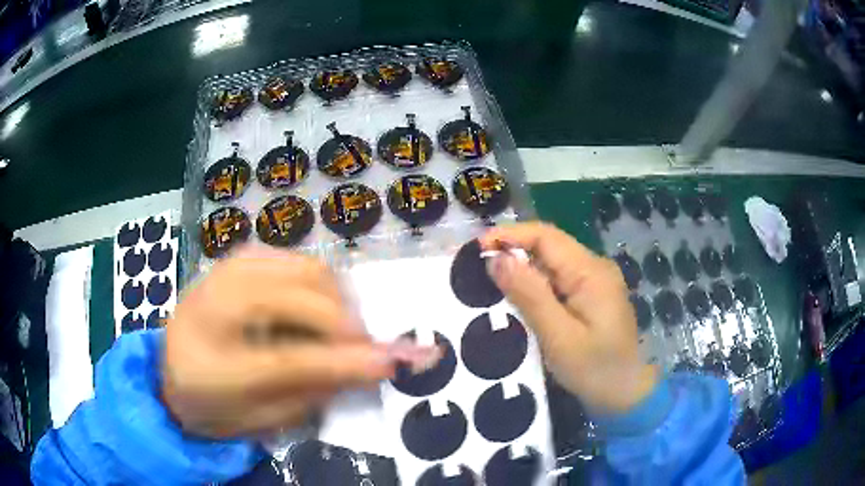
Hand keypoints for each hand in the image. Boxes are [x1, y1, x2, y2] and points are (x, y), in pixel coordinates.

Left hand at [162, 246, 394, 437]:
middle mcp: (222, 295)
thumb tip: (370, 367)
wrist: (167, 368)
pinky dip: (320, 285)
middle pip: (309, 296)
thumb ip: (311, 394)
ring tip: (336, 333)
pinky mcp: (243, 256)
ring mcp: (233, 266)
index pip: (295, 358)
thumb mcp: (259, 417)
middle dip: (348, 325)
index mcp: (214, 351)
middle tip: (360, 352)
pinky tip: (312, 311)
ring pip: (312, 269)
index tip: (395, 362)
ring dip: (338, 302)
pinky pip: (300, 261)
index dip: (349, 360)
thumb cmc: (210, 401)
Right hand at [479, 223, 657, 412]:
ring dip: (520, 269)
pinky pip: (556, 281)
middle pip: (548, 246)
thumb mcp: (559, 338)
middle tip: (475, 269)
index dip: (509, 235)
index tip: (475, 249)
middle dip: (511, 251)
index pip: (545, 236)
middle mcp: (594, 268)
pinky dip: (533, 286)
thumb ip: (530, 296)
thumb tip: (497, 260)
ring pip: (550, 263)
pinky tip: (515, 300)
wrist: (628, 394)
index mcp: (590, 272)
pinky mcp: (590, 297)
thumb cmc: (596, 370)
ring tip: (487, 283)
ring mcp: (594, 282)